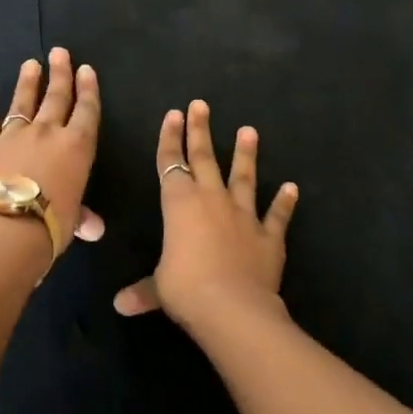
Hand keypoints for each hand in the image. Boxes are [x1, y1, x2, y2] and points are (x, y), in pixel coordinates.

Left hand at [0, 48, 105, 254]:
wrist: (4, 229)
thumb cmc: (50, 226)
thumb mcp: (72, 222)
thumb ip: (81, 217)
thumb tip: (93, 228)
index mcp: (76, 147)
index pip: (86, 111)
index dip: (88, 89)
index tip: (86, 70)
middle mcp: (46, 133)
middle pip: (56, 97)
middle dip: (60, 73)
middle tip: (60, 52)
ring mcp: (12, 134)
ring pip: (23, 101)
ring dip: (28, 82)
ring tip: (31, 64)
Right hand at [114, 99, 298, 326]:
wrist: (233, 308)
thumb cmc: (186, 290)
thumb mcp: (159, 289)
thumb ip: (142, 292)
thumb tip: (120, 306)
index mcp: (179, 205)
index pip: (170, 164)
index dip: (169, 139)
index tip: (173, 115)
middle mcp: (211, 201)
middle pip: (204, 158)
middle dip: (200, 130)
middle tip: (201, 105)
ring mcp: (243, 216)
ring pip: (243, 177)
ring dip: (246, 154)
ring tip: (249, 130)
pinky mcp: (269, 236)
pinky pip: (277, 215)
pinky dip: (285, 202)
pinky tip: (292, 188)